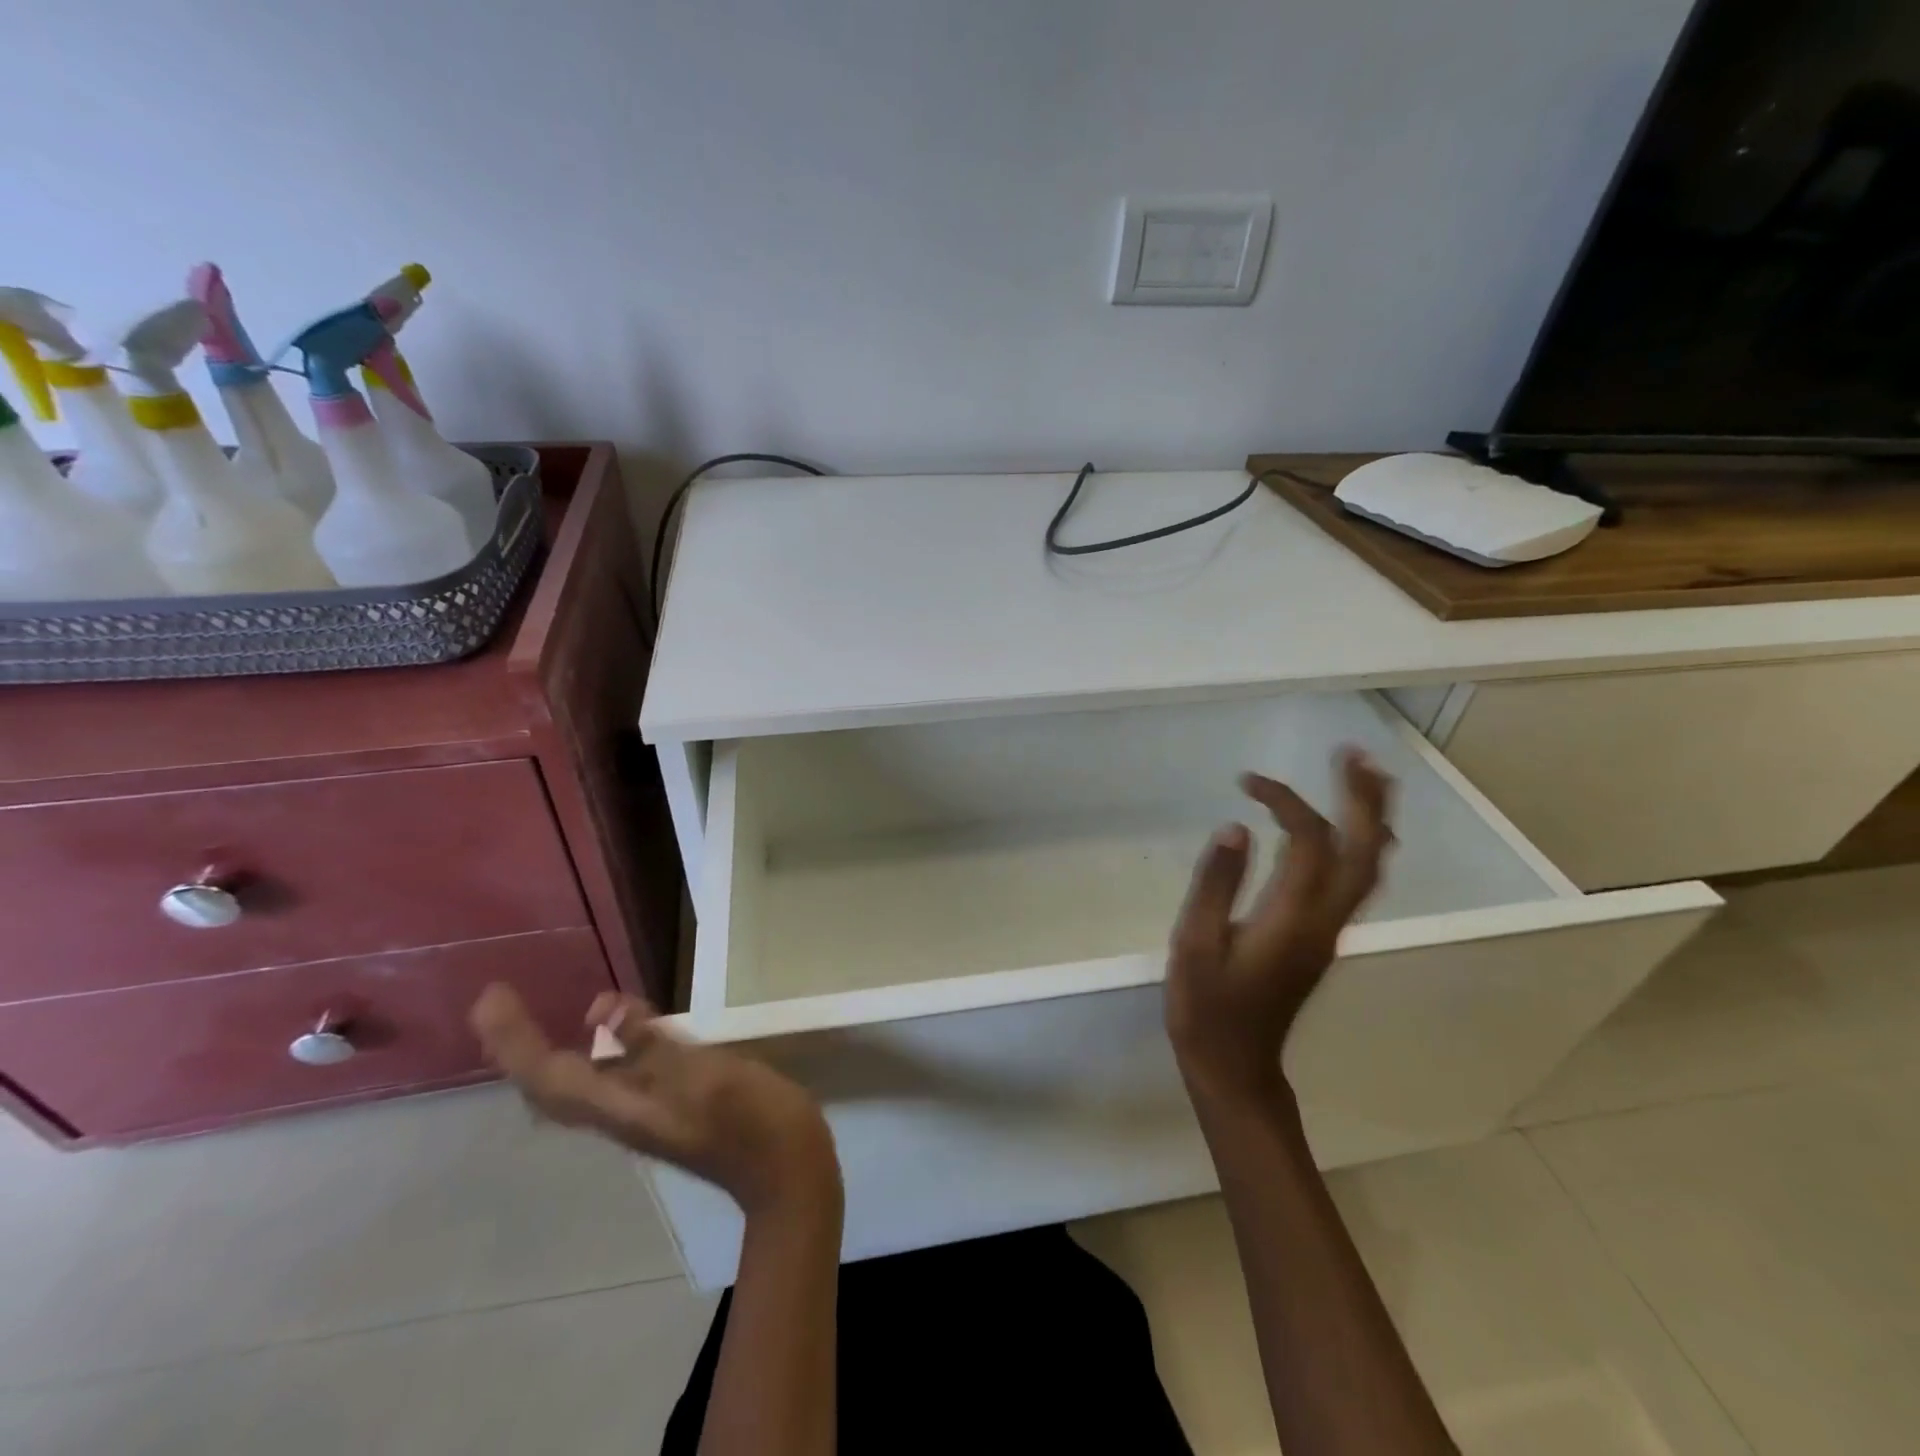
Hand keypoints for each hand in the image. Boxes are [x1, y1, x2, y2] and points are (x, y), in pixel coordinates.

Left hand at [470, 985, 838, 1216]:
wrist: (786, 1173)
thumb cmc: (750, 1122)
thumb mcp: (704, 1075)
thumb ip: (651, 1045)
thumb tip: (597, 1007)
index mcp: (622, 1107)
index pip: (547, 1075)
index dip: (513, 1039)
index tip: (491, 997)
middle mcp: (621, 1112)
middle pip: (549, 1085)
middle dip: (517, 1047)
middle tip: (499, 1006)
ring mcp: (645, 1112)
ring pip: (575, 1084)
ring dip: (546, 1051)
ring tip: (533, 1019)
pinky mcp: (669, 1105)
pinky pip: (609, 1076)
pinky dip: (591, 1050)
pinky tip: (610, 1032)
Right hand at [1166, 749, 1393, 1103]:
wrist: (1236, 1066)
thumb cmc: (1208, 1008)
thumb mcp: (1196, 944)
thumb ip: (1217, 883)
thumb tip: (1236, 826)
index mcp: (1293, 919)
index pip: (1307, 842)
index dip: (1285, 801)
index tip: (1247, 781)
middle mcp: (1325, 921)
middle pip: (1364, 851)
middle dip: (1363, 799)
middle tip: (1352, 754)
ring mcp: (1330, 931)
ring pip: (1369, 867)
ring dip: (1371, 818)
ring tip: (1364, 776)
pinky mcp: (1322, 939)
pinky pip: (1356, 881)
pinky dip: (1360, 844)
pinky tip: (1346, 830)